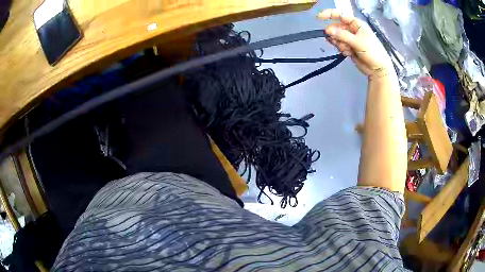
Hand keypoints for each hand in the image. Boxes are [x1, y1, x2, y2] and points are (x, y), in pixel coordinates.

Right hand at [317, 9, 393, 80]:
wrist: (378, 69)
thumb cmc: (372, 52)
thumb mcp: (358, 42)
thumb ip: (342, 35)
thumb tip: (327, 30)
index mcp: (356, 24)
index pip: (340, 15)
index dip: (329, 14)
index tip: (319, 18)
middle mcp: (352, 29)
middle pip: (336, 27)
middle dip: (334, 34)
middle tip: (336, 40)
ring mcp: (350, 39)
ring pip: (336, 37)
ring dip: (338, 43)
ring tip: (346, 49)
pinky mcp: (348, 47)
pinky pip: (339, 45)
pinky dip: (341, 49)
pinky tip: (348, 53)